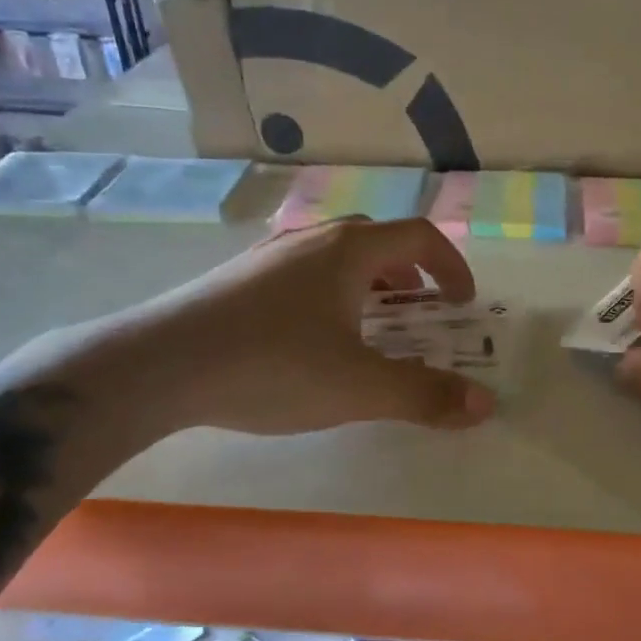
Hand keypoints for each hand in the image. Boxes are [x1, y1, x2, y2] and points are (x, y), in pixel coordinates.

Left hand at [97, 216, 496, 436]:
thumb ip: (425, 394)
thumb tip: (484, 404)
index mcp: (349, 251)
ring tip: (370, 326)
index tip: (462, 302)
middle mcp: (311, 240)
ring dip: (368, 283)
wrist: (156, 366)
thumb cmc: (271, 366)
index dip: (451, 265)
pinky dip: (329, 293)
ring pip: (335, 256)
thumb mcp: (358, 388)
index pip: (419, 237)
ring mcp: (268, 256)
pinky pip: (302, 273)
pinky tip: (311, 337)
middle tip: (421, 312)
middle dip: (410, 274)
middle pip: (377, 240)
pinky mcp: (237, 279)